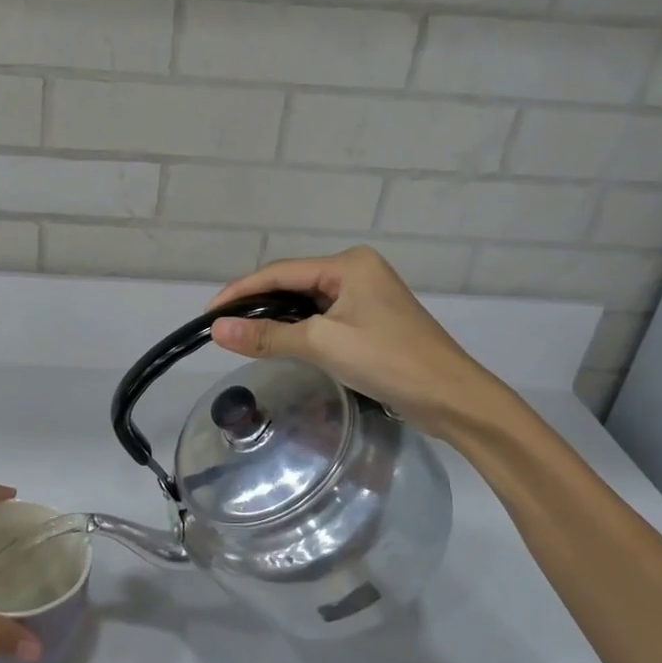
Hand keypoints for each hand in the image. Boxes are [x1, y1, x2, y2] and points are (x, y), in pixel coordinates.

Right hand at [209, 247, 504, 433]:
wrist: (452, 398)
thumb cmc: (388, 361)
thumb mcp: (322, 345)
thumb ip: (267, 336)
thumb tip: (216, 331)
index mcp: (348, 264)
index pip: (280, 272)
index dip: (240, 291)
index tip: (209, 314)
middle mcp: (357, 271)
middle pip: (293, 284)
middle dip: (257, 304)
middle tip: (222, 329)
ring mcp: (367, 296)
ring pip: (307, 303)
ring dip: (277, 319)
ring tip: (243, 338)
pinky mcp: (372, 321)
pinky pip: (324, 318)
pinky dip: (299, 330)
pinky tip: (281, 344)